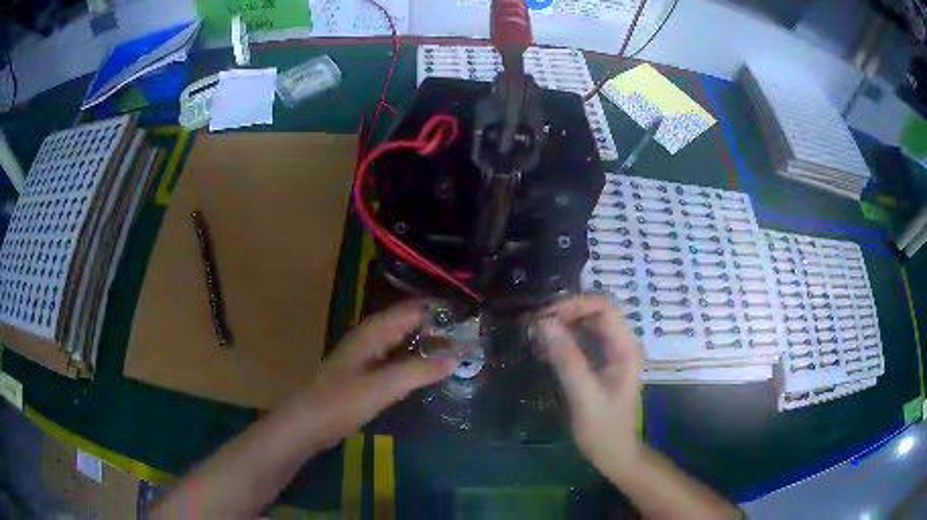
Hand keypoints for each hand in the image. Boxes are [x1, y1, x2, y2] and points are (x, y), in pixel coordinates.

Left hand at [291, 301, 457, 449]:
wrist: (306, 424)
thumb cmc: (341, 401)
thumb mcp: (383, 386)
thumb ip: (418, 371)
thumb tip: (455, 358)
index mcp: (373, 332)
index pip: (411, 310)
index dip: (438, 310)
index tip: (468, 316)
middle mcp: (369, 339)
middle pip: (407, 324)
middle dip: (435, 327)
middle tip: (469, 336)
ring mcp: (365, 358)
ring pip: (401, 343)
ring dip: (425, 345)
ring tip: (456, 351)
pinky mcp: (363, 376)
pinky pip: (394, 361)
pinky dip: (413, 362)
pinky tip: (427, 373)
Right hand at [538, 294, 642, 476]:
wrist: (614, 454)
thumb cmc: (603, 429)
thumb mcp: (584, 395)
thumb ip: (567, 359)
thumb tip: (544, 323)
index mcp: (626, 347)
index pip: (604, 307)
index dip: (574, 305)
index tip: (544, 316)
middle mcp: (622, 343)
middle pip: (595, 311)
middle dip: (565, 312)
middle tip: (533, 323)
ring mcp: (612, 352)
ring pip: (587, 324)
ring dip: (561, 324)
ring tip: (534, 332)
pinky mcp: (601, 363)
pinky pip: (582, 339)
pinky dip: (563, 339)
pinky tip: (543, 348)